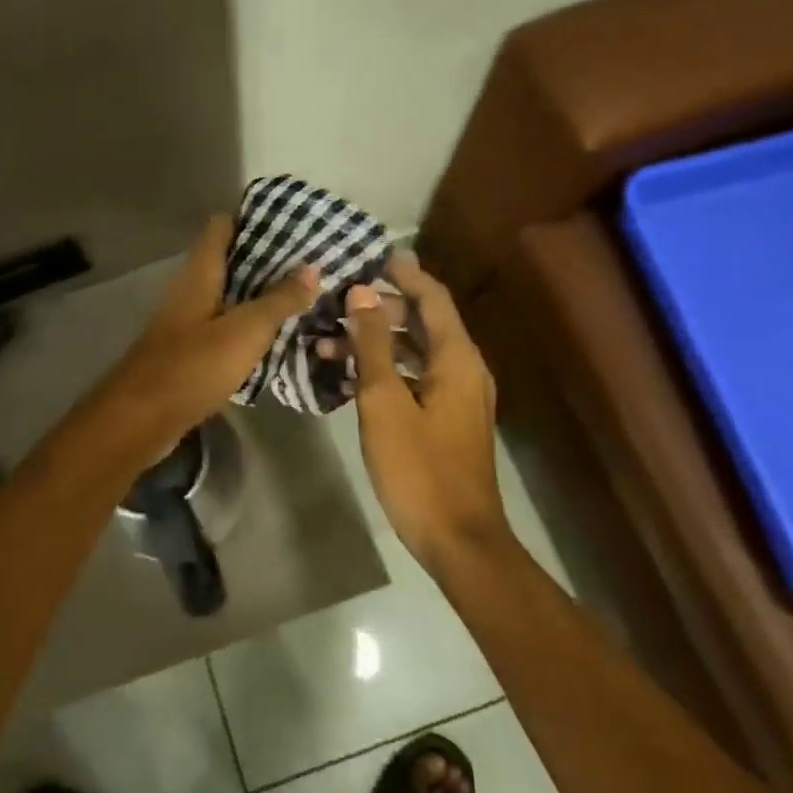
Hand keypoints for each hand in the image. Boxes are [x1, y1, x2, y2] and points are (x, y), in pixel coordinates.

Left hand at [89, 215, 318, 464]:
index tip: (291, 224)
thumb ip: (279, 299)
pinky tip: (275, 337)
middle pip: (228, 260)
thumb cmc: (194, 365)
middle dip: (266, 260)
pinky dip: (247, 326)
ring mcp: (187, 321)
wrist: (142, 418)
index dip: (253, 219)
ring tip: (302, 296)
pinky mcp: (188, 350)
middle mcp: (190, 289)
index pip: (222, 226)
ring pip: (228, 295)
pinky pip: (224, 327)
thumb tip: (312, 267)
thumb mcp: (246, 330)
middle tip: (310, 264)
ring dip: (259, 295)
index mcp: (199, 273)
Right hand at [346, 253, 508, 577]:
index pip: (432, 297)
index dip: (405, 272)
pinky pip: (415, 375)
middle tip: (339, 300)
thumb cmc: (418, 467)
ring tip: (328, 342)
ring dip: (376, 341)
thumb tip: (361, 293)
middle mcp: (464, 368)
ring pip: (415, 350)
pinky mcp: (447, 418)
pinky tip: (350, 375)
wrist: (458, 539)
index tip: (375, 253)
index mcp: (456, 358)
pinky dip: (385, 367)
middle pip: (423, 321)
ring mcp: (458, 395)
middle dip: (380, 307)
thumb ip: (372, 344)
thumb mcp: (384, 401)